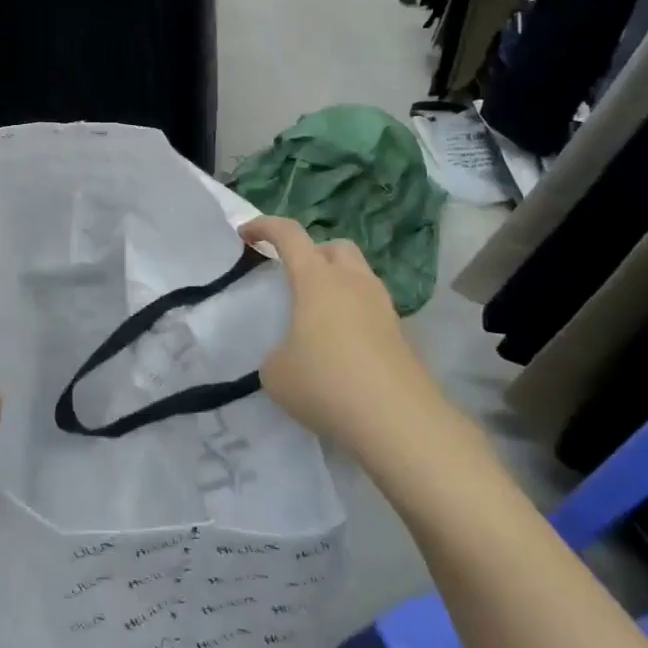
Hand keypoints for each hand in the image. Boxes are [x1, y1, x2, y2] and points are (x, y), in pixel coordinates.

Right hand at [241, 216, 446, 453]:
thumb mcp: (276, 372)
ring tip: (317, 316)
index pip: (289, 234)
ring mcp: (382, 307)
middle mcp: (353, 283)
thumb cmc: (326, 384)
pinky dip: (353, 316)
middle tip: (294, 277)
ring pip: (359, 276)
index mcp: (317, 280)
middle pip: (335, 246)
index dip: (265, 226)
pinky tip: (340, 348)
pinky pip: (371, 310)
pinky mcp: (401, 336)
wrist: (398, 421)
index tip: (245, 233)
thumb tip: (291, 355)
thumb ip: (277, 353)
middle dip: (312, 252)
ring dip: (337, 283)